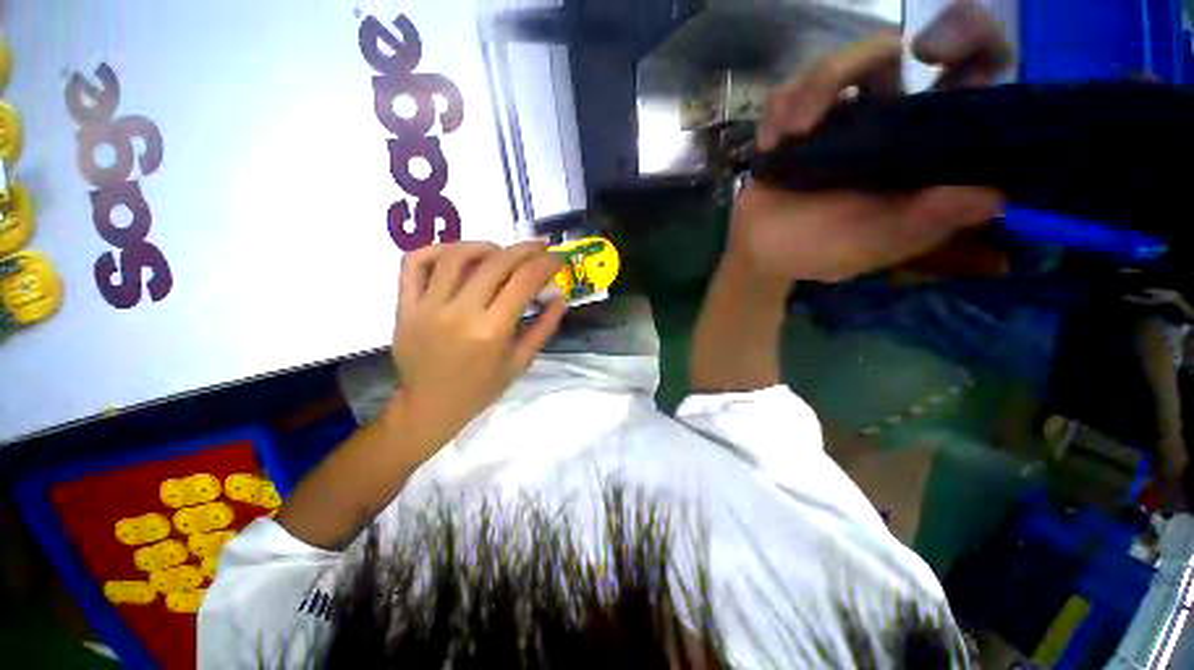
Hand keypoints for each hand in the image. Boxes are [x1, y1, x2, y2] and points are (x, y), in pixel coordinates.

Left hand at [389, 241, 566, 447]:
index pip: (524, 282)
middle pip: (495, 263)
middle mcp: (459, 313)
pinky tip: (457, 253)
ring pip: (456, 256)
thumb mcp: (520, 362)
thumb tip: (560, 297)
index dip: (546, 263)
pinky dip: (437, 249)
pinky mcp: (405, 305)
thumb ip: (544, 328)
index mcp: (491, 331)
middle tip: (540, 247)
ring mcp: (427, 307)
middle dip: (525, 249)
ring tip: (502, 251)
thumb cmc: (481, 388)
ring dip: (485, 245)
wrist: (430, 406)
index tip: (558, 257)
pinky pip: (415, 263)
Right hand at [734, 0, 1013, 282]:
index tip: (938, 56)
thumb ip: (926, 222)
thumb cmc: (817, 251)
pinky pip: (790, 87)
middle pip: (899, 48)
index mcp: (921, 147)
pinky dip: (778, 111)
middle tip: (885, 64)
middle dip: (873, 50)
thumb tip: (993, 196)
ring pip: (841, 61)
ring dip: (813, 90)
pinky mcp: (796, 118)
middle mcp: (888, 118)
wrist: (760, 253)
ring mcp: (839, 113)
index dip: (974, 43)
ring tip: (792, 133)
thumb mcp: (875, 244)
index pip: (970, 77)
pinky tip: (770, 144)